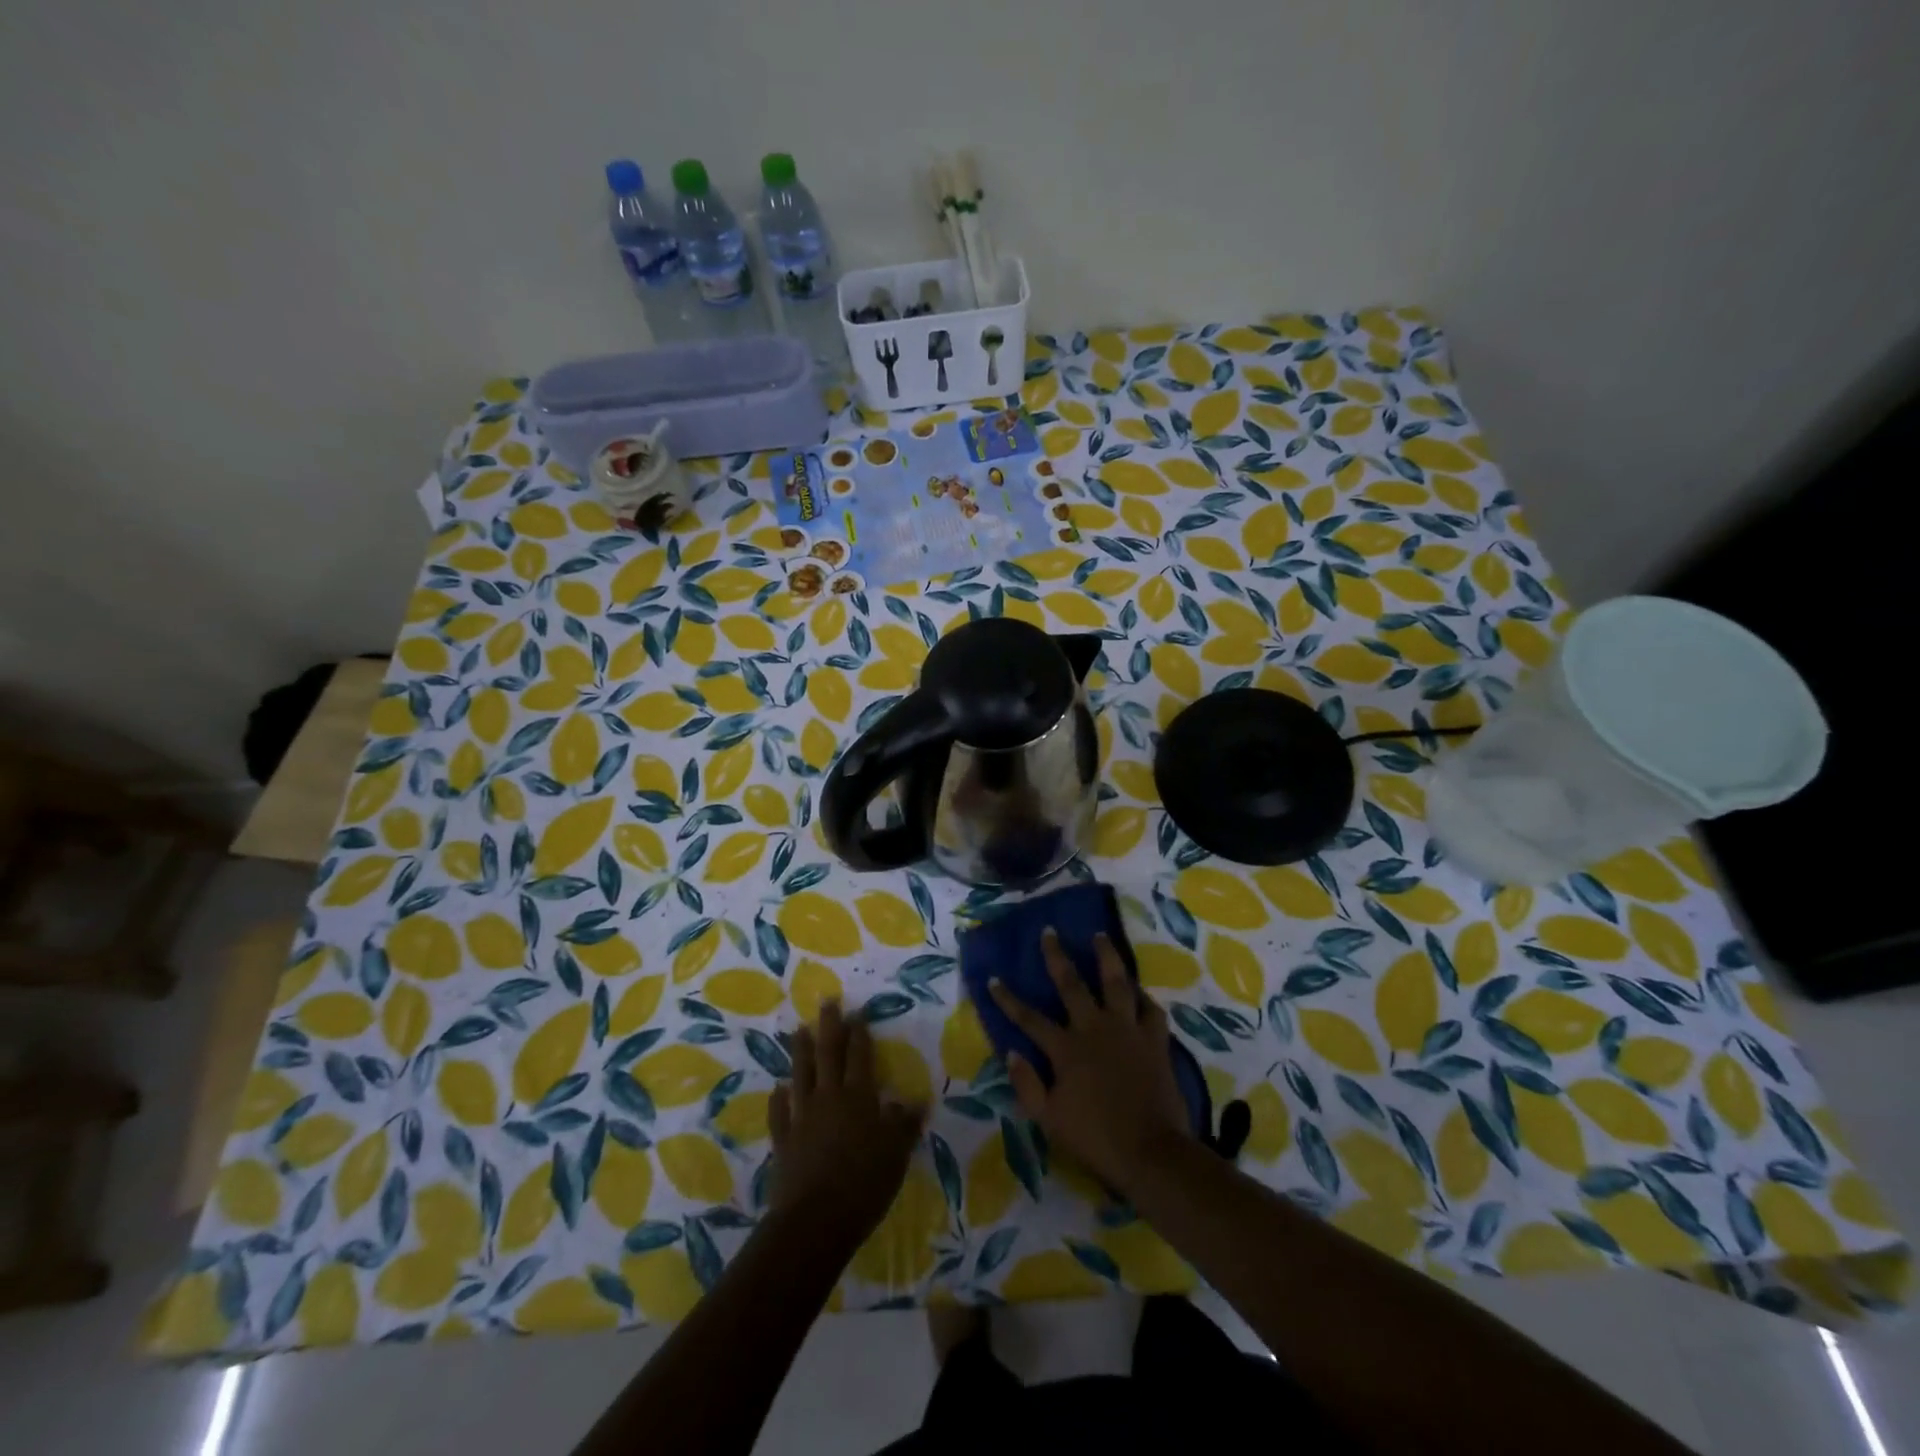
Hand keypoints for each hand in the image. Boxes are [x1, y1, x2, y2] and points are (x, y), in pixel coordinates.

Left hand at [768, 1000, 925, 1249]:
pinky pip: (780, 1112)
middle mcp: (829, 1098)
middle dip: (829, 1027)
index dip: (859, 1033)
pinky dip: (779, 1099)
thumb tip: (915, 1100)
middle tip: (827, 1002)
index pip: (860, 1056)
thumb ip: (904, 1124)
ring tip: (799, 1030)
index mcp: (859, 1097)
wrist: (814, 1220)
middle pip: (828, 1055)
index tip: (857, 1012)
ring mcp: (802, 1117)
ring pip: (801, 1074)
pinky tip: (778, 1088)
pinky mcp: (783, 1140)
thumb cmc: (864, 1185)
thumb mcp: (896, 1154)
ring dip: (801, 1051)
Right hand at [990, 930, 1192, 1194]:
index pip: (1029, 1019)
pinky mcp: (1155, 1039)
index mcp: (1066, 1049)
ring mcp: (1128, 1030)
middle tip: (1050, 931)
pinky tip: (1138, 989)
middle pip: (1072, 984)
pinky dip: (1143, 996)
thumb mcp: (1049, 1120)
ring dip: (1106, 956)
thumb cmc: (1096, 1138)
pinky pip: (1150, 1008)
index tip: (993, 978)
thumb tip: (1011, 1052)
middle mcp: (1095, 1028)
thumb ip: (1027, 1085)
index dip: (1008, 999)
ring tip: (1100, 935)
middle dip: (1056, 956)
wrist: (1152, 1151)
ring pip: (1116, 982)